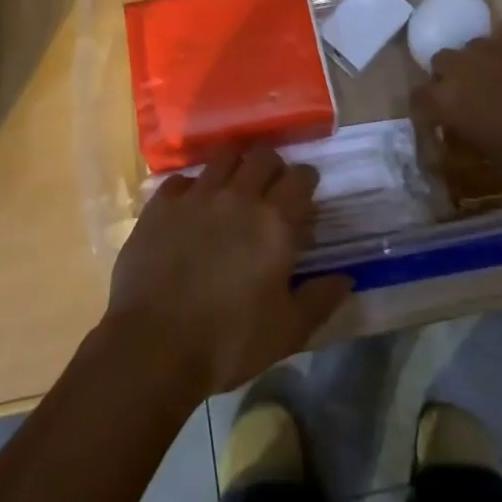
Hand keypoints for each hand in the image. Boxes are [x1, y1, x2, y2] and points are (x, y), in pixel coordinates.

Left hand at [103, 144, 352, 398]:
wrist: (154, 345)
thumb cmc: (229, 342)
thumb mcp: (287, 332)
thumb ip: (320, 299)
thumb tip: (346, 278)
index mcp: (274, 221)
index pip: (300, 177)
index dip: (306, 180)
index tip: (306, 192)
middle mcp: (238, 195)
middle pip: (262, 155)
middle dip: (272, 166)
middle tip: (271, 187)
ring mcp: (197, 194)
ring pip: (223, 157)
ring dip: (234, 166)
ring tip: (233, 187)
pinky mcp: (162, 203)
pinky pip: (182, 180)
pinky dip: (192, 188)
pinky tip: (191, 207)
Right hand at [412, 18, 501, 181]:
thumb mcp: (499, 158)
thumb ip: (474, 140)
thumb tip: (466, 136)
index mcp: (448, 100)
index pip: (418, 100)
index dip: (426, 111)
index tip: (437, 122)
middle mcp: (460, 65)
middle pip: (442, 64)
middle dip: (453, 77)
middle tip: (474, 97)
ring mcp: (489, 41)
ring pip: (474, 47)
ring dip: (483, 62)